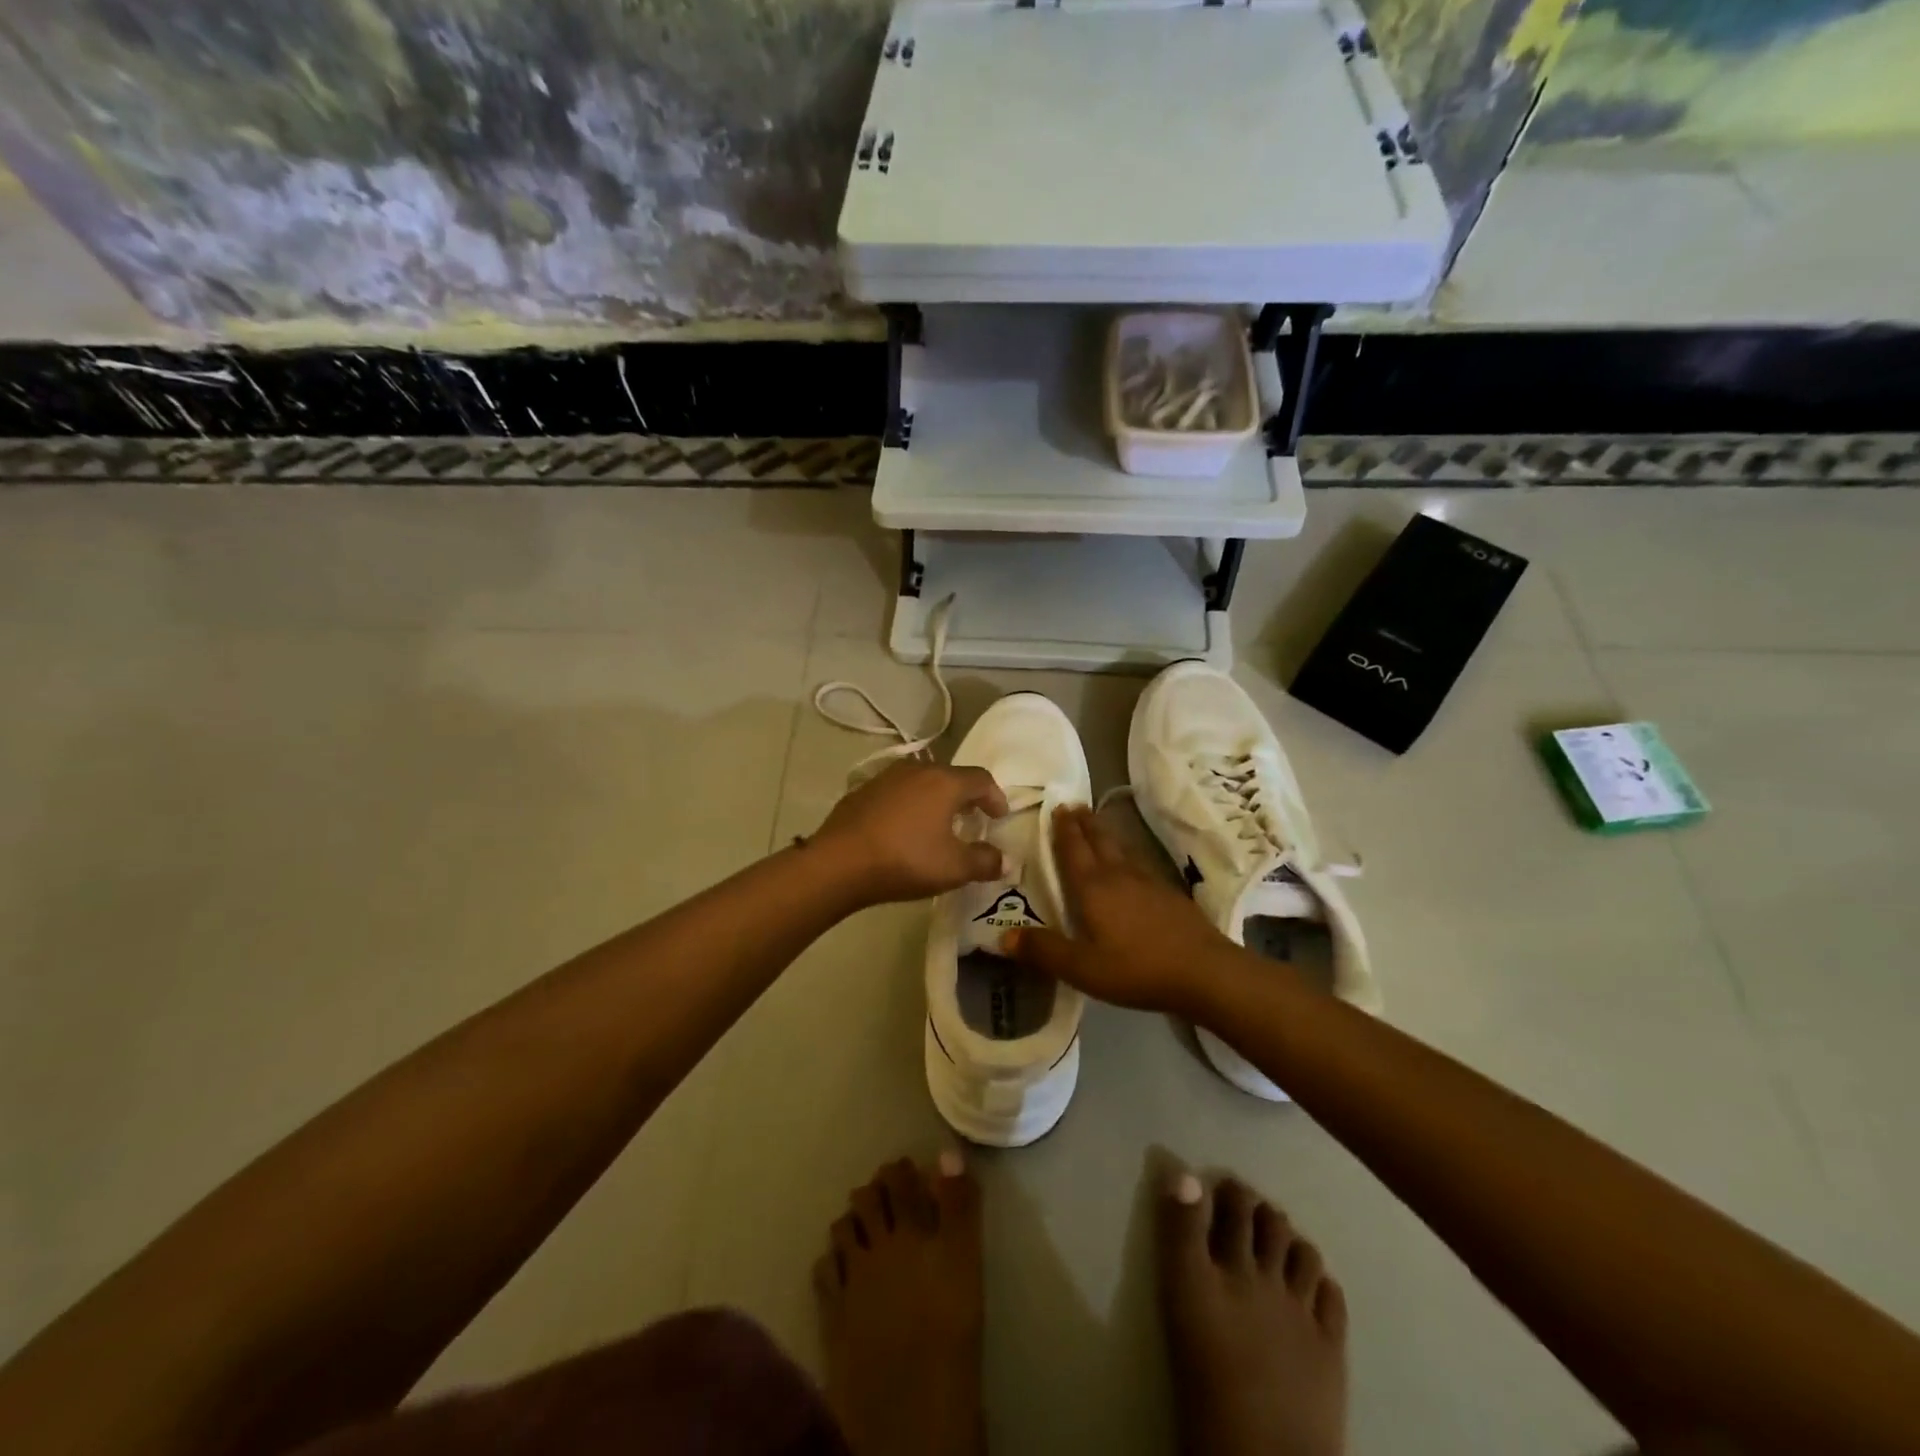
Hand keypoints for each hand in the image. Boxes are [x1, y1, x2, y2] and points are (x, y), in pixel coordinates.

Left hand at [812, 761, 1009, 906]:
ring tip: (938, 822)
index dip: (995, 797)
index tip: (999, 816)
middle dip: (965, 796)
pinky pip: (897, 793)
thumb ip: (984, 862)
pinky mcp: (862, 791)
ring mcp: (886, 777)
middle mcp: (917, 770)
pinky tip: (903, 828)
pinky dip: (909, 805)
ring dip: (935, 798)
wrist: (838, 863)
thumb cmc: (905, 860)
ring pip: (921, 781)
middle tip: (972, 818)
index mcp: (944, 782)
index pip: (981, 779)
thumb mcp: (953, 868)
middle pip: (950, 776)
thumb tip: (1005, 860)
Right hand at [1003, 805, 1235, 1014]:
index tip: (1057, 806)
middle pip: (1098, 841)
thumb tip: (1002, 936)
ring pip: (1120, 848)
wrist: (1204, 971)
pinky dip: (1126, 853)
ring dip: (1104, 833)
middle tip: (1074, 805)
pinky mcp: (1168, 893)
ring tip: (1096, 823)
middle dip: (1084, 823)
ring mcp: (1147, 881)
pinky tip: (1130, 862)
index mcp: (1093, 888)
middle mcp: (1118, 875)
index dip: (1063, 830)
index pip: (1073, 850)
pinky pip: (1138, 862)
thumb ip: (1044, 951)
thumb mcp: (1083, 968)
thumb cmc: (1137, 969)